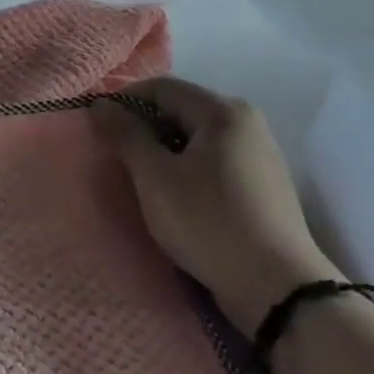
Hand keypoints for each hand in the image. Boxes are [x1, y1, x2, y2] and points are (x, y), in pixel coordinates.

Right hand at [92, 77, 340, 337]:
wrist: (276, 286)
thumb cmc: (207, 222)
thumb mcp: (155, 178)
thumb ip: (126, 135)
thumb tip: (101, 104)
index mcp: (222, 111)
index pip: (161, 87)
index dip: (124, 101)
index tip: (97, 128)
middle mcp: (246, 121)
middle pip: (181, 108)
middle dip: (143, 127)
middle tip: (116, 156)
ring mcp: (258, 152)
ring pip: (196, 136)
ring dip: (163, 149)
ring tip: (141, 179)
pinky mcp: (262, 182)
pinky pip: (212, 159)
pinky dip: (186, 167)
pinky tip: (174, 196)